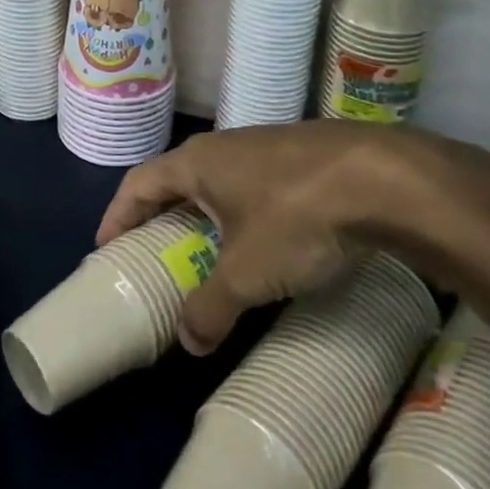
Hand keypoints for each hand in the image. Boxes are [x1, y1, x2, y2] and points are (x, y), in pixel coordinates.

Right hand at [95, 120, 489, 353]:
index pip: (139, 183)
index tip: (105, 247)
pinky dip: (246, 213)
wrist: (384, 179)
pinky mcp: (304, 157)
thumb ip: (211, 307)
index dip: (118, 215)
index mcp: (197, 162)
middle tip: (155, 253)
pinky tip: (268, 240)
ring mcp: (266, 146)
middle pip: (178, 179)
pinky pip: (257, 185)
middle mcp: (225, 146)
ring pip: (221, 181)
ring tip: (210, 252)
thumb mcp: (248, 272)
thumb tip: (187, 342)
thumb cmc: (297, 216)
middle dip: (162, 216)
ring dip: (207, 215)